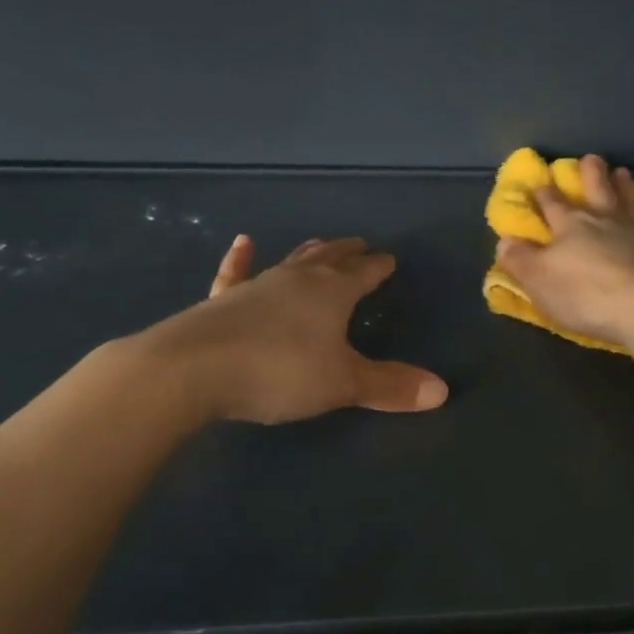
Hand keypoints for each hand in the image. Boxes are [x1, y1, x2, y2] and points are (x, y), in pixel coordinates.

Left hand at [147, 236, 448, 424]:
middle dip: (347, 254)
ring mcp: (255, 286)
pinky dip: (240, 259)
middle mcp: (296, 280)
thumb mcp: (343, 383)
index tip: (389, 260)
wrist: (191, 370)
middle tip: (360, 245)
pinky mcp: (220, 302)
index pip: (363, 274)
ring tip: (319, 244)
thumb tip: (442, 390)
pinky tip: (242, 244)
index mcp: (331, 292)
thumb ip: (390, 386)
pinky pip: (235, 274)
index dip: (378, 268)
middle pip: (328, 259)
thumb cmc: (279, 372)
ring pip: (289, 262)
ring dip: (308, 253)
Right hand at [495, 155, 633, 349]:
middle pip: (596, 192)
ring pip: (629, 203)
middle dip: (590, 174)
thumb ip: (519, 259)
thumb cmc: (584, 295)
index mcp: (570, 227)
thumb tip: (505, 240)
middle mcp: (605, 222)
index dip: (544, 195)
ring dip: (624, 188)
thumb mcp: (538, 281)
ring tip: (622, 173)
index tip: (540, 183)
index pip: (553, 205)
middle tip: (591, 158)